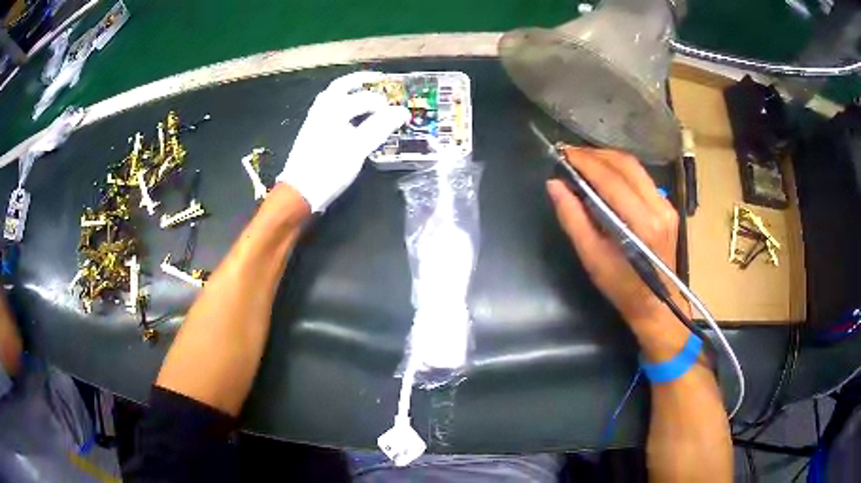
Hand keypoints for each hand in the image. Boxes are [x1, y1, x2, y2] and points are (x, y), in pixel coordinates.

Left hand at [277, 72, 409, 211]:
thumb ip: (380, 127)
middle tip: (378, 80)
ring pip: (332, 96)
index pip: (366, 99)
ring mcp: (314, 119)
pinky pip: (327, 107)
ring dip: (348, 91)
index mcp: (334, 109)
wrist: (300, 191)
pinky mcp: (310, 131)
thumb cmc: (330, 170)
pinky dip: (340, 103)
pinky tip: (348, 115)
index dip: (386, 105)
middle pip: (342, 86)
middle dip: (361, 81)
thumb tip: (402, 111)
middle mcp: (322, 109)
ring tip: (364, 93)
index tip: (400, 114)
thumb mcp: (358, 149)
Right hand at [546, 147, 689, 328]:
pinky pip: (642, 178)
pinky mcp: (668, 207)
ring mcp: (667, 205)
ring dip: (608, 159)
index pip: (611, 179)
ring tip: (584, 161)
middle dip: (596, 154)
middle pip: (626, 164)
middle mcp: (659, 208)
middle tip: (570, 154)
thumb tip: (555, 184)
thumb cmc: (622, 287)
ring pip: (635, 167)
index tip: (563, 153)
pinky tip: (605, 174)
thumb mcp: (592, 257)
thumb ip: (573, 218)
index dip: (585, 162)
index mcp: (641, 224)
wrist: (657, 305)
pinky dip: (620, 169)